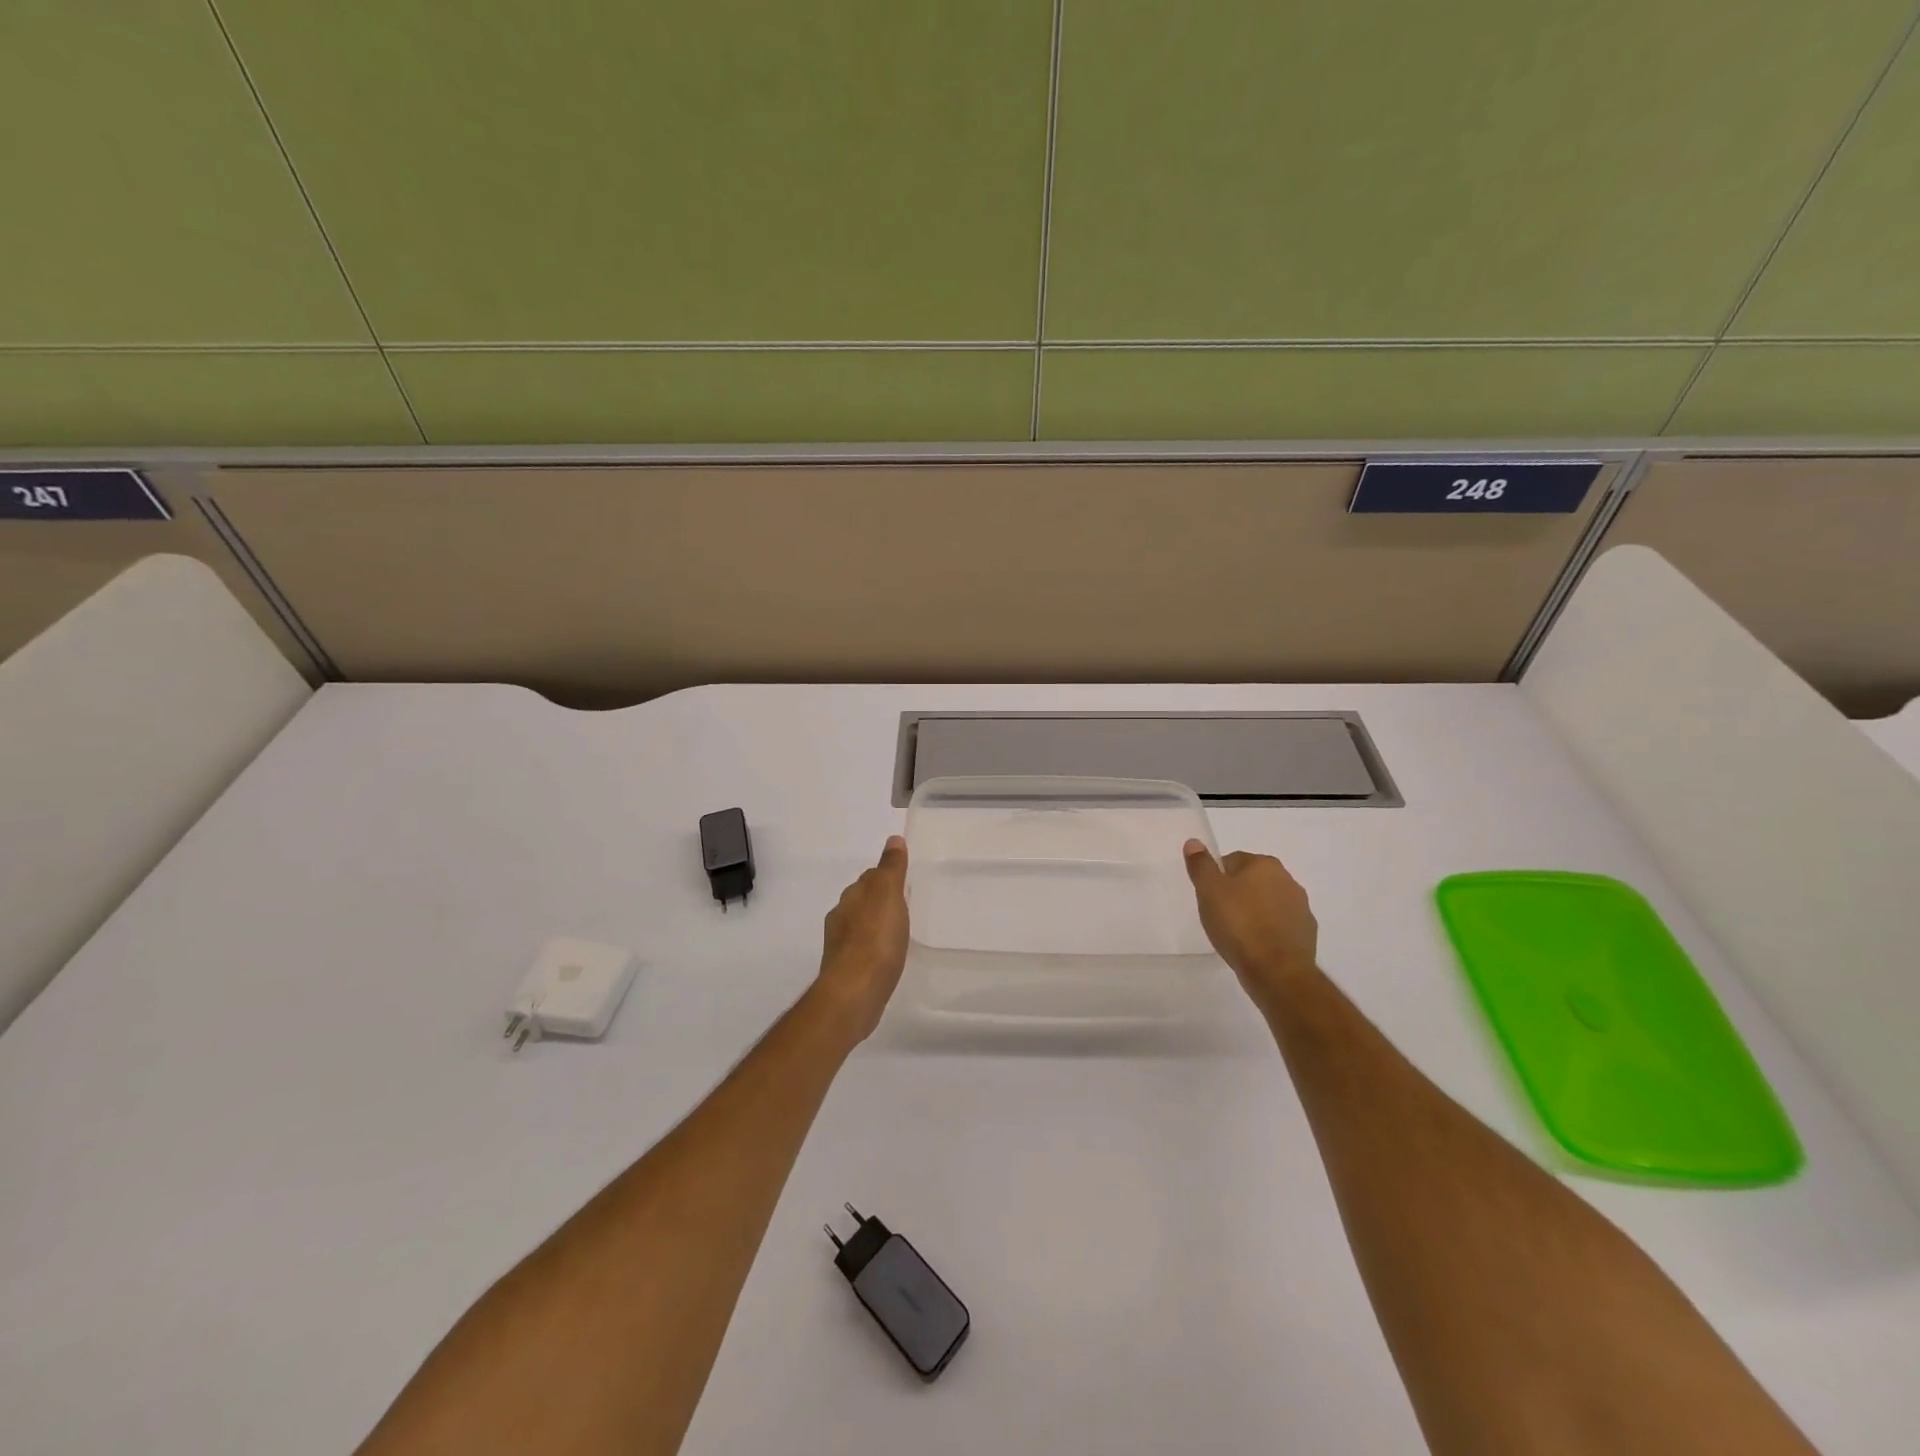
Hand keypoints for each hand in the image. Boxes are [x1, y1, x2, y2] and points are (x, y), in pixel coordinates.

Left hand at [811, 836, 910, 1041]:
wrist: (854, 992)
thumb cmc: (875, 939)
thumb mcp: (888, 895)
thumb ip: (891, 868)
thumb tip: (893, 839)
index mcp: (850, 897)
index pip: (869, 878)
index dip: (885, 877)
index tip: (903, 881)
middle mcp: (840, 918)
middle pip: (862, 901)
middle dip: (878, 901)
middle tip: (903, 906)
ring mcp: (840, 946)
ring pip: (860, 927)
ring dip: (874, 926)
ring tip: (897, 933)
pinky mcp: (845, 971)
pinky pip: (862, 951)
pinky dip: (873, 949)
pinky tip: (886, 959)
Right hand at [1183, 840, 1318, 1011]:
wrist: (1276, 971)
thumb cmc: (1239, 925)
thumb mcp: (1209, 891)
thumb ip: (1201, 865)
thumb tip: (1194, 842)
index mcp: (1264, 864)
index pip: (1232, 861)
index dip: (1216, 879)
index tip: (1209, 899)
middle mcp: (1287, 880)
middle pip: (1252, 881)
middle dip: (1236, 895)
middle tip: (1219, 916)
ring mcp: (1301, 907)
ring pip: (1267, 903)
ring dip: (1254, 913)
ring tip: (1236, 935)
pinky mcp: (1307, 934)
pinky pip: (1280, 925)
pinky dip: (1268, 932)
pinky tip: (1255, 947)